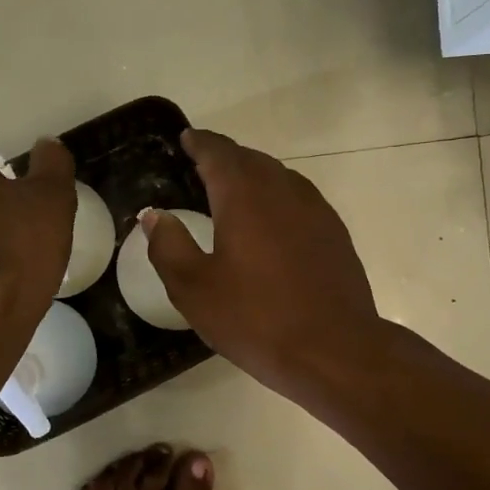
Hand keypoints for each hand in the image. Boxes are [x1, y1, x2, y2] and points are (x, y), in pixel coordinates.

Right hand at [143, 129, 381, 397]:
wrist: (334, 350)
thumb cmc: (256, 319)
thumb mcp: (195, 289)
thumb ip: (169, 246)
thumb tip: (154, 215)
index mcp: (244, 196)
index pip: (218, 152)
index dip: (199, 143)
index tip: (186, 139)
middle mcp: (283, 190)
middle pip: (250, 159)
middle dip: (225, 157)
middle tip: (203, 166)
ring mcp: (315, 210)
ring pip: (279, 177)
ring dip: (253, 176)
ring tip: (233, 191)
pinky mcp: (335, 233)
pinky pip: (299, 199)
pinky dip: (277, 198)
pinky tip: (271, 222)